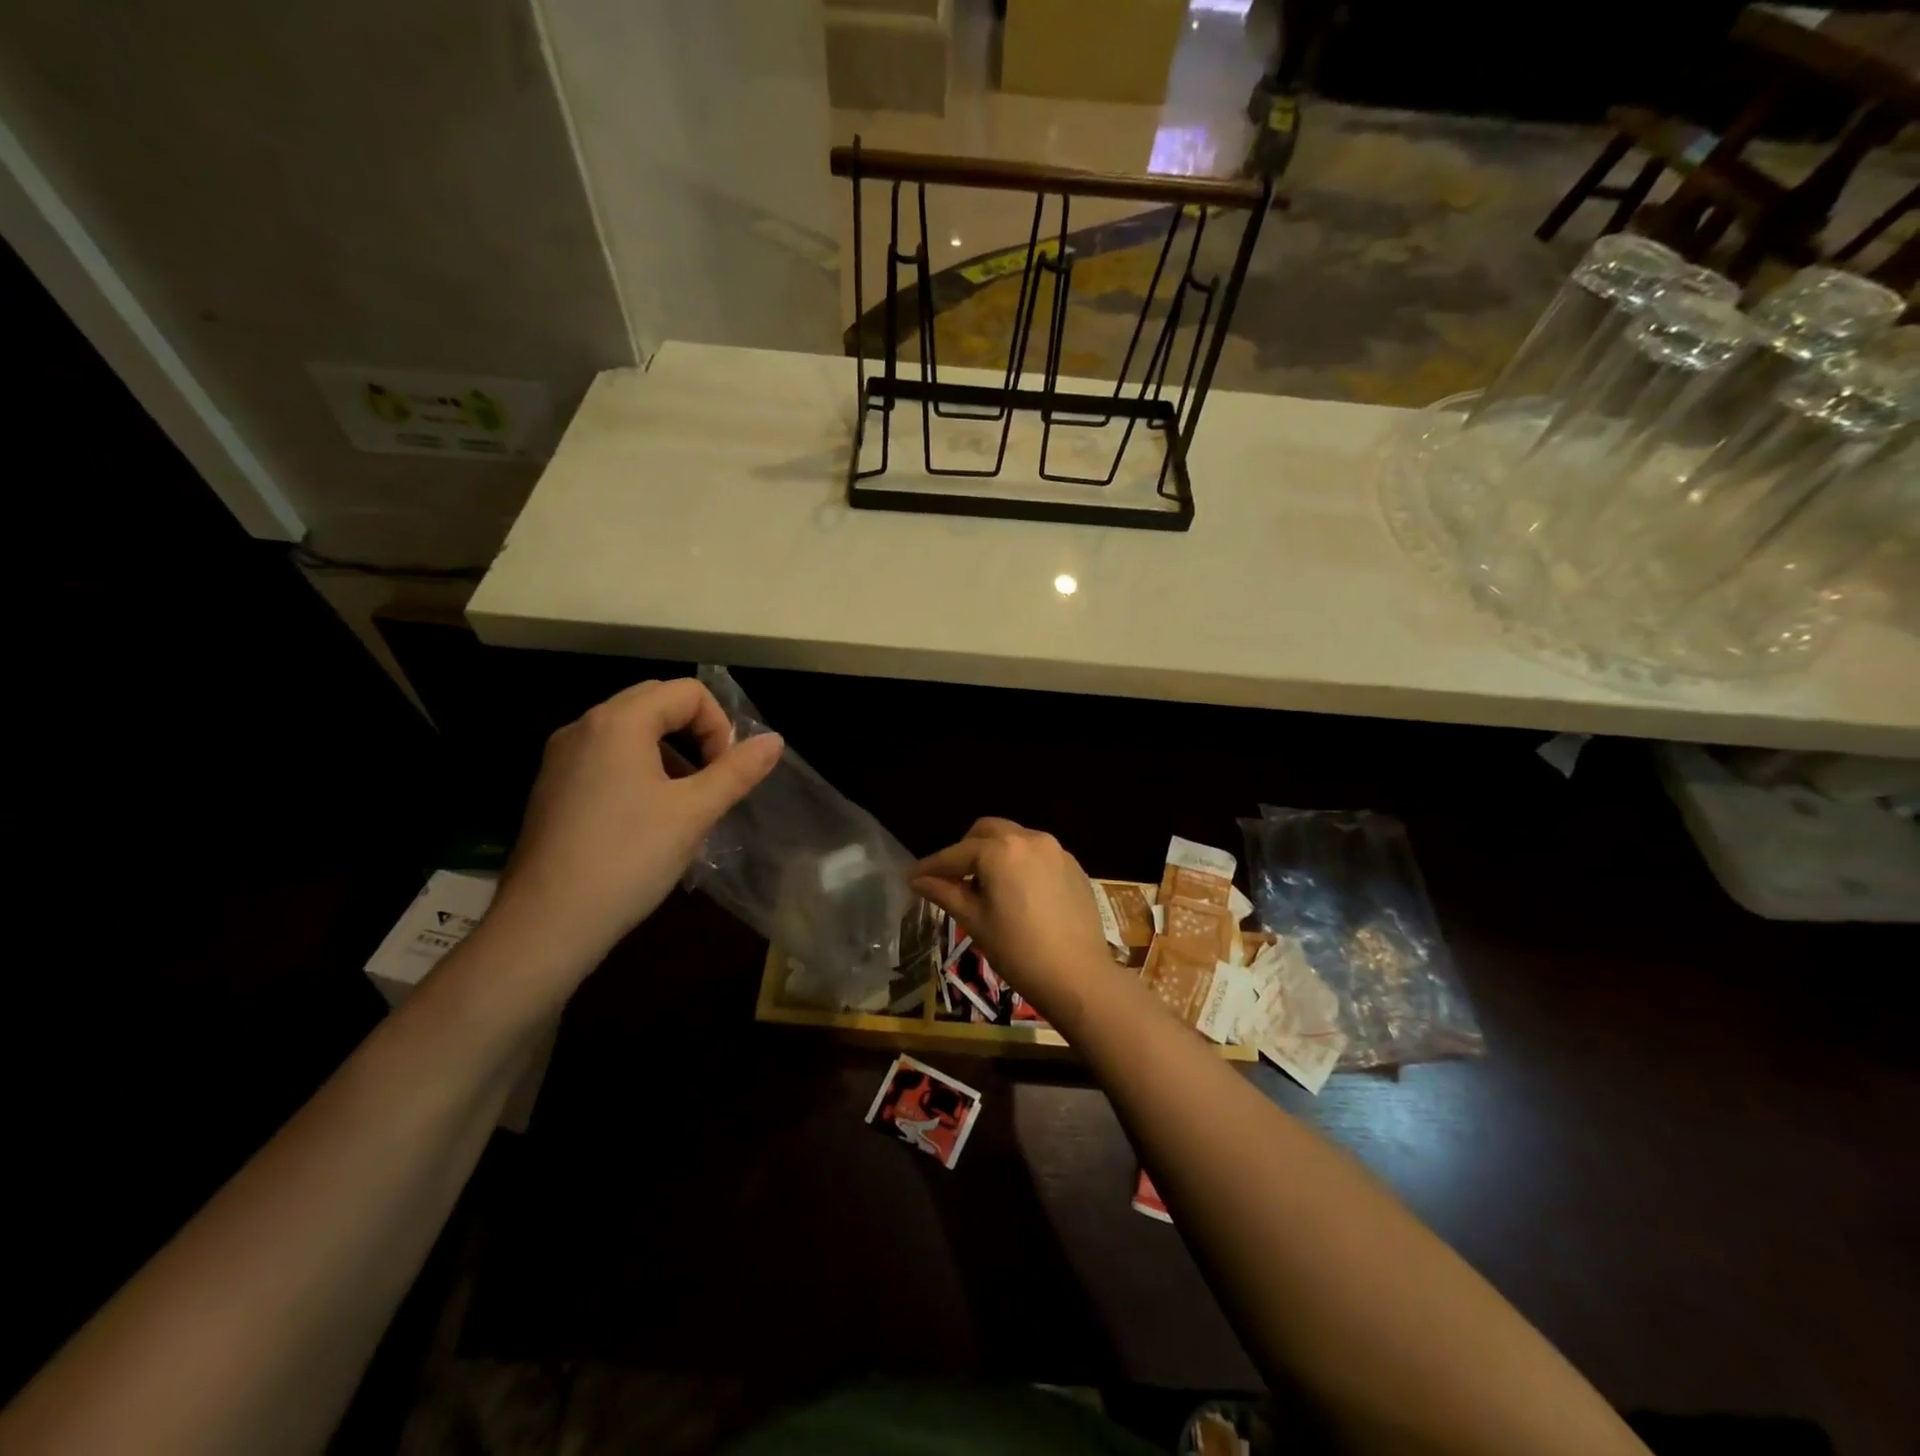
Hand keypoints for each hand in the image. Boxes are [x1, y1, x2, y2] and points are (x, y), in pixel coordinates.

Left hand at [493, 679, 781, 967]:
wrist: (546, 925)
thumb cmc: (628, 859)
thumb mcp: (694, 813)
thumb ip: (737, 771)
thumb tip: (775, 741)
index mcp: (619, 722)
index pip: (687, 693)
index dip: (719, 726)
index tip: (725, 773)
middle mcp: (585, 726)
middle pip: (656, 702)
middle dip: (695, 733)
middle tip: (711, 781)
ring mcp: (562, 757)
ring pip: (630, 731)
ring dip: (669, 752)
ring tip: (684, 803)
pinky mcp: (553, 786)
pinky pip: (607, 757)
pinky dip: (639, 769)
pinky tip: (648, 819)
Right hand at [911, 818, 1114, 1021]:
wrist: (1078, 976)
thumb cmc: (1018, 951)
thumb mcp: (975, 921)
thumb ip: (945, 892)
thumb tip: (918, 879)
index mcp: (1000, 851)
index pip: (956, 854)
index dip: (931, 866)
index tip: (911, 877)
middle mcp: (1029, 839)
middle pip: (987, 831)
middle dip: (965, 850)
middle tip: (952, 878)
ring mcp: (1056, 850)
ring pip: (1014, 839)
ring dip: (994, 853)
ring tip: (986, 886)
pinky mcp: (1073, 866)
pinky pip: (1037, 854)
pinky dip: (1020, 863)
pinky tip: (1018, 892)